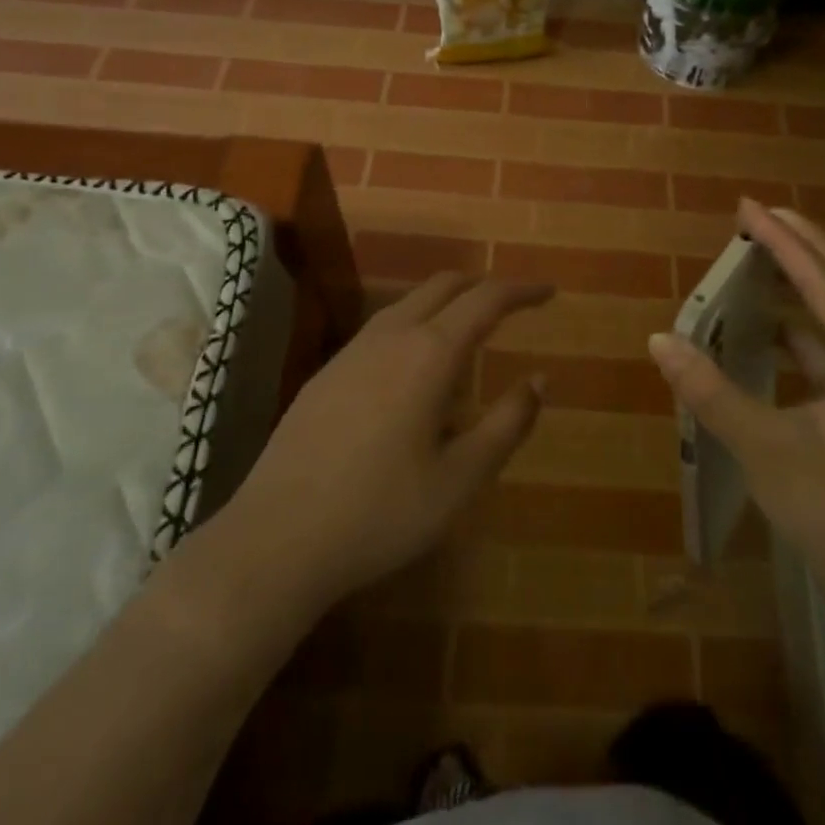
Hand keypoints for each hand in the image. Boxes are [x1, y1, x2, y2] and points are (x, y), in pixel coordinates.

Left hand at [210, 273, 552, 612]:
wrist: (276, 539)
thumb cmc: (381, 512)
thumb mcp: (461, 479)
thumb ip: (508, 424)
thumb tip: (540, 380)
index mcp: (430, 353)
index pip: (486, 299)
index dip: (522, 290)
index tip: (549, 292)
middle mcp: (391, 336)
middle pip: (444, 285)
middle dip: (483, 286)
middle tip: (514, 306)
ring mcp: (352, 351)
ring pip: (409, 303)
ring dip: (446, 303)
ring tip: (469, 333)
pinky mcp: (327, 373)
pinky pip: (383, 328)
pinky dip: (415, 324)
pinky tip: (414, 368)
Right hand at [649, 200, 824, 618]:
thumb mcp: (766, 449)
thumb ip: (711, 392)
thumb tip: (659, 340)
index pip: (823, 283)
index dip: (783, 242)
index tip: (748, 205)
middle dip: (799, 244)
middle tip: (756, 211)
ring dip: (801, 279)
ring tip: (760, 250)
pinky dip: (798, 322)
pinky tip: (767, 320)